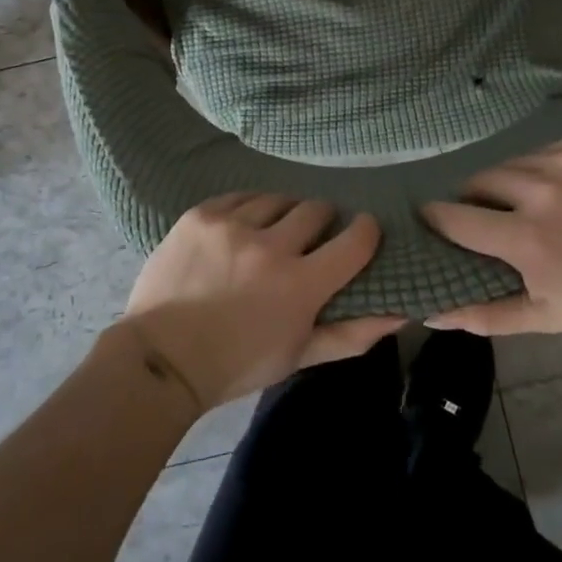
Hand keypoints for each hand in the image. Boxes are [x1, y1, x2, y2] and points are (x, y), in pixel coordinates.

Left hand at [122, 194, 405, 411]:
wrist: (161, 359)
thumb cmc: (237, 364)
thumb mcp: (299, 355)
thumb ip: (351, 334)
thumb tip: (401, 314)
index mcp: (300, 285)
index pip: (355, 240)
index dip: (365, 231)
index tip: (362, 230)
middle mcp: (271, 246)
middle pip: (316, 209)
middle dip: (321, 221)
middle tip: (310, 238)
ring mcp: (233, 225)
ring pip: (278, 199)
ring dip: (283, 213)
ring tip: (271, 232)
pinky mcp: (202, 214)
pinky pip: (241, 196)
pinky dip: (248, 209)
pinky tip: (241, 228)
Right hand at [421, 138, 561, 337]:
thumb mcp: (548, 317)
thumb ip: (486, 315)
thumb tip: (432, 314)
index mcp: (525, 237)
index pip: (456, 218)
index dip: (436, 218)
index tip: (428, 219)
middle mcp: (538, 189)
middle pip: (479, 181)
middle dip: (473, 198)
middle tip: (484, 215)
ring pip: (511, 163)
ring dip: (507, 182)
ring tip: (522, 201)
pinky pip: (543, 151)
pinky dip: (539, 168)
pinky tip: (558, 188)